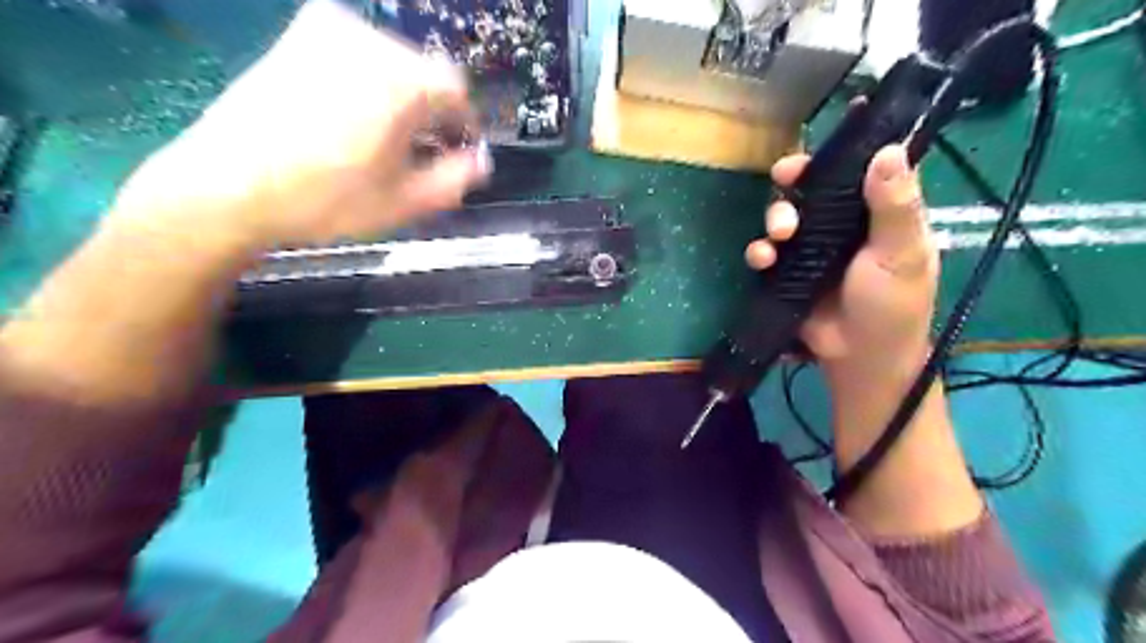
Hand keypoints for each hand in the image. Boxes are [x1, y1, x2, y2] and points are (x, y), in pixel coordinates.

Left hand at [110, 0, 492, 254]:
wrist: (228, 185)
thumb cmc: (326, 200)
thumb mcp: (404, 202)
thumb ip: (456, 179)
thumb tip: (482, 161)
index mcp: (403, 81)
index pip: (458, 94)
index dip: (464, 126)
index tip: (459, 153)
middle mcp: (371, 41)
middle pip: (426, 74)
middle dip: (432, 112)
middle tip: (423, 152)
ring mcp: (330, 30)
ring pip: (392, 63)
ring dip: (401, 98)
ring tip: (386, 140)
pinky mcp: (299, 34)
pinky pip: (357, 54)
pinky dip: (369, 83)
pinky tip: (353, 118)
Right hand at [749, 144, 934, 376]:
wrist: (859, 358)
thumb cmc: (891, 305)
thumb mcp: (902, 254)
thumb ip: (895, 206)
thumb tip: (888, 149)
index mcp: (878, 212)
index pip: (861, 168)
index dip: (843, 150)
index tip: (825, 140)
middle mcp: (843, 224)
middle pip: (814, 187)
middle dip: (795, 180)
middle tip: (785, 177)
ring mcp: (812, 248)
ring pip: (785, 215)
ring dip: (775, 217)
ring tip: (780, 235)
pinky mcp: (788, 271)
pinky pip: (768, 252)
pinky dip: (760, 251)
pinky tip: (763, 259)